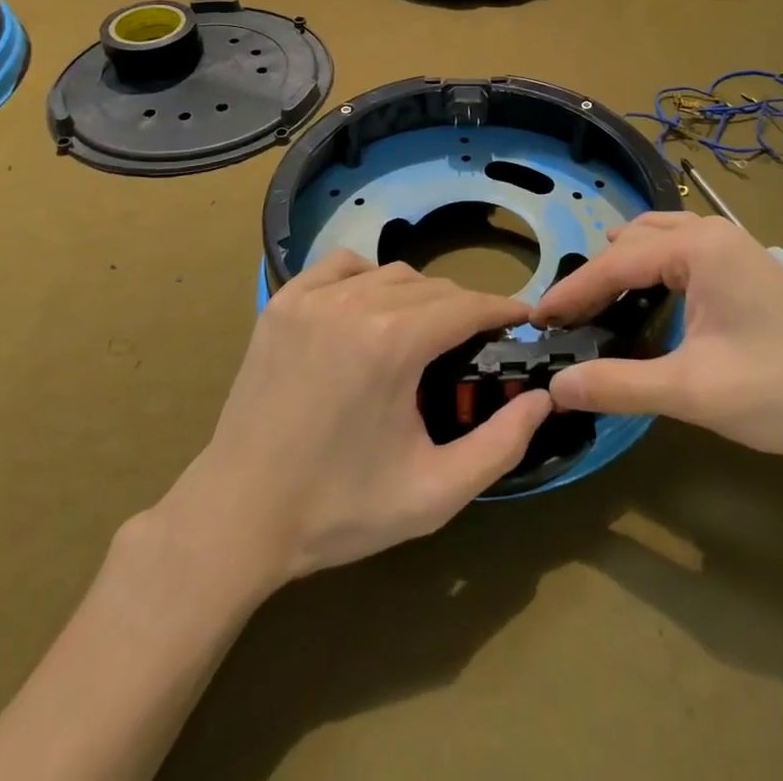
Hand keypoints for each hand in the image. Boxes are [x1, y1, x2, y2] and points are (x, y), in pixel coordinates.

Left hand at [174, 252, 551, 586]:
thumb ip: (501, 445)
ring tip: (423, 334)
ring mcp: (313, 297)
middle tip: (473, 346)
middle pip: (433, 287)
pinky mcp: (284, 302)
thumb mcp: (434, 493)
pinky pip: (343, 267)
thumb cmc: (340, 508)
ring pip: (391, 273)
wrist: (240, 515)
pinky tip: (369, 311)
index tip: (524, 320)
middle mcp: (355, 303)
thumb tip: (542, 399)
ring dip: (420, 296)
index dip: (503, 309)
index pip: (468, 305)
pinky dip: (368, 278)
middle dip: (464, 310)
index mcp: (394, 343)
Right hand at [533, 213, 782, 461]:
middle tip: (565, 320)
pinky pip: (680, 249)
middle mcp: (711, 231)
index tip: (535, 319)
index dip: (571, 292)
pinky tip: (645, 297)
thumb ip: (621, 384)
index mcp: (698, 247)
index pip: (615, 263)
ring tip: (595, 304)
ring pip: (657, 240)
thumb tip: (557, 385)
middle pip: (632, 243)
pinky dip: (650, 267)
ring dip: (622, 266)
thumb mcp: (695, 392)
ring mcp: (732, 244)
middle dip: (595, 276)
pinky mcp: (744, 264)